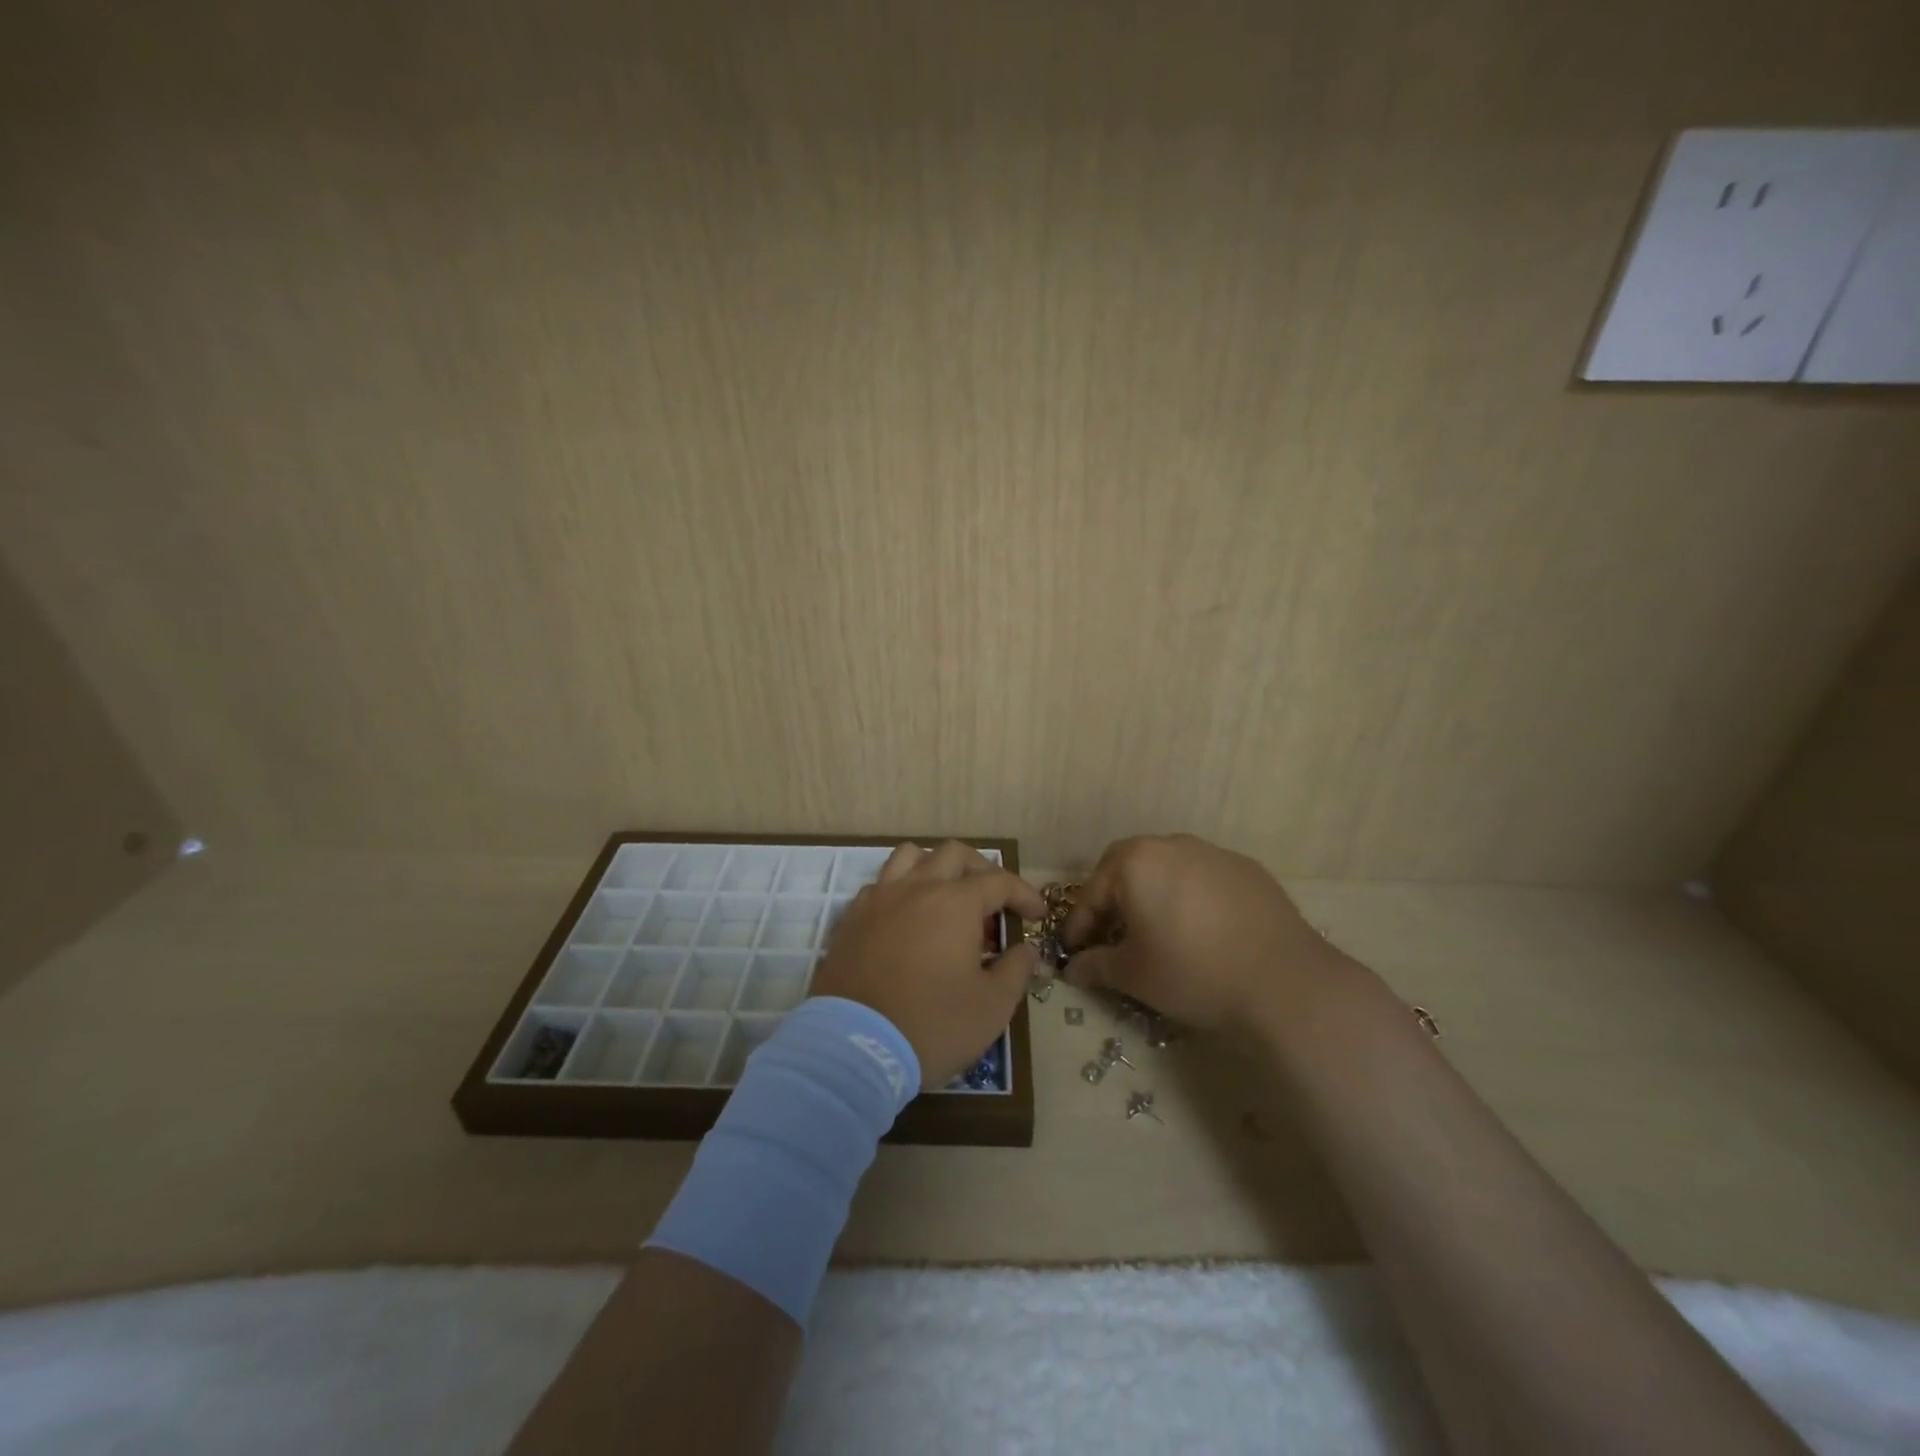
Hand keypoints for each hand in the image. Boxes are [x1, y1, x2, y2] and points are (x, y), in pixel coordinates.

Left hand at [811, 841, 1045, 1088]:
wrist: (852, 1049)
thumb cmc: (931, 1026)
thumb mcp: (992, 1007)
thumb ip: (1016, 970)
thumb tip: (1026, 949)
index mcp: (955, 903)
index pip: (999, 881)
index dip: (1024, 894)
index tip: (1037, 914)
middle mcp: (916, 888)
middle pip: (954, 854)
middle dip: (982, 870)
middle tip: (995, 901)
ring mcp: (879, 899)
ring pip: (910, 856)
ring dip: (936, 867)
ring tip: (948, 896)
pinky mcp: (852, 918)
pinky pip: (880, 884)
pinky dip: (901, 889)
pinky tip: (908, 918)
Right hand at [1062, 834, 1355, 1030]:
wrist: (1284, 983)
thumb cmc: (1193, 972)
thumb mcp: (1134, 975)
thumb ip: (1096, 966)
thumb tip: (1073, 968)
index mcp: (1135, 862)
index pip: (1093, 892)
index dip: (1079, 925)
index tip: (1074, 951)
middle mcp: (1171, 845)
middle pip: (1127, 867)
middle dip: (1112, 898)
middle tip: (1110, 933)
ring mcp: (1213, 853)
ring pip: (1167, 868)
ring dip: (1152, 894)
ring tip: (1156, 930)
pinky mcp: (1247, 869)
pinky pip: (1203, 877)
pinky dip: (1190, 897)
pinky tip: (1200, 929)